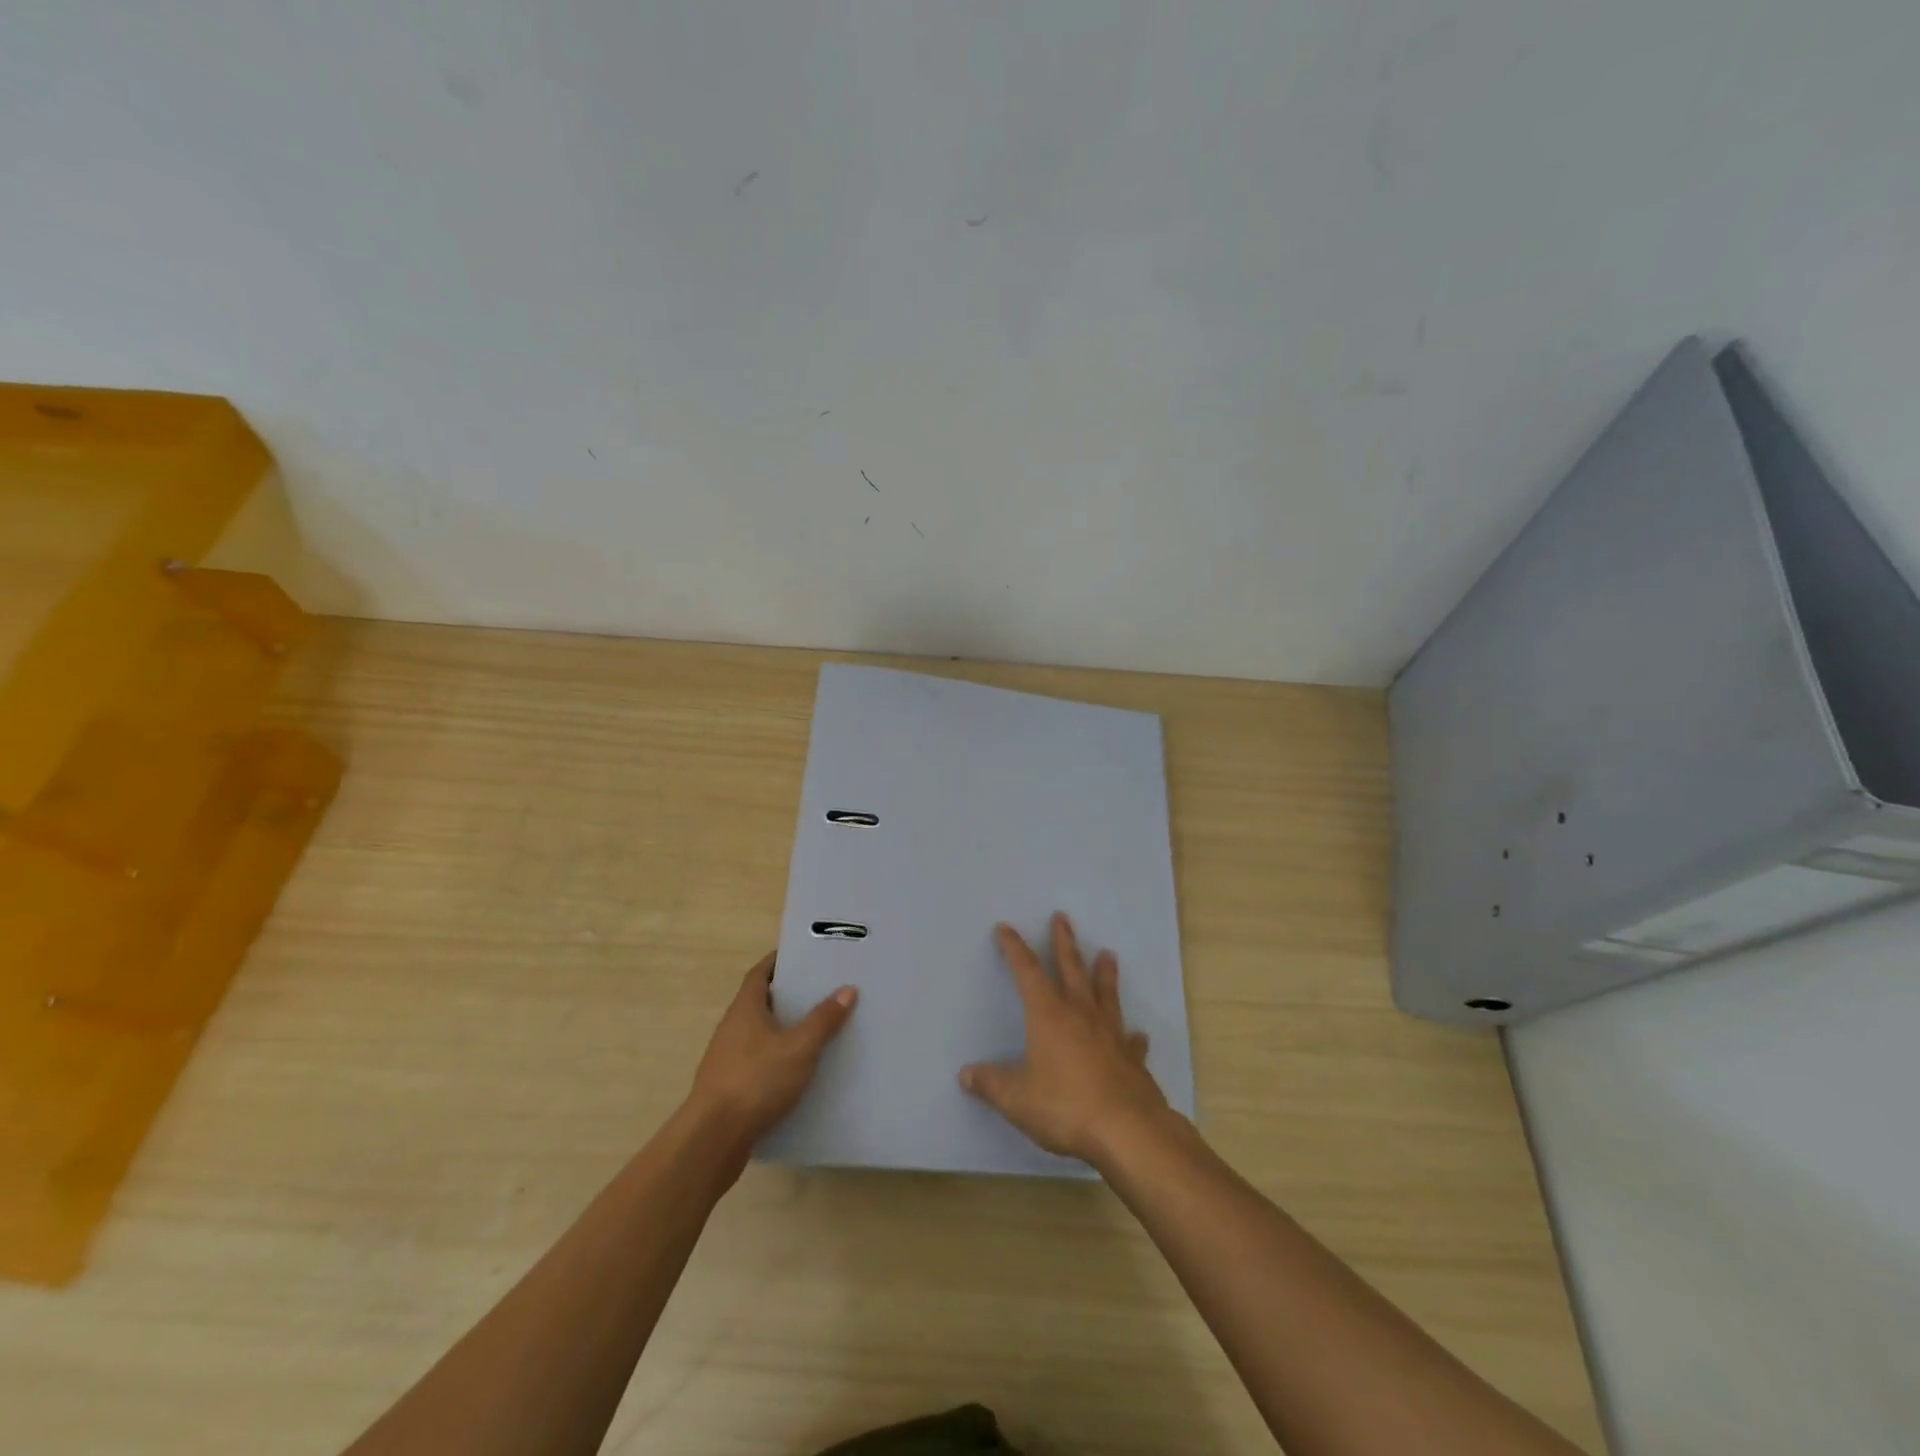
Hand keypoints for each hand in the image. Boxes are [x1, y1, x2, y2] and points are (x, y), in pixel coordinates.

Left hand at [687, 953, 856, 1142]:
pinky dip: (776, 1059)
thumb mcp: (799, 1047)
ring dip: (782, 1029)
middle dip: (786, 996)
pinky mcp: (729, 1088)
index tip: (801, 956)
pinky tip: (798, 1071)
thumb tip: (847, 989)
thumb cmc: (756, 1080)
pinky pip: (757, 1062)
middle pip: (759, 1002)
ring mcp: (727, 1059)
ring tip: (815, 1030)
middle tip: (818, 991)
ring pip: (758, 1034)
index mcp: (745, 1009)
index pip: (759, 974)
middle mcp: (732, 1028)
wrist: (714, 1138)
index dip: (777, 962)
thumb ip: (823, 1019)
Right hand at [959, 913, 1169, 1166]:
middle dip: (1064, 943)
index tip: (1006, 928)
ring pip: (1106, 994)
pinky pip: (1130, 1040)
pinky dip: (1131, 1035)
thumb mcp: (1017, 1099)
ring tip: (1108, 954)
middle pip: (1071, 969)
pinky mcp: (1132, 1059)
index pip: (1027, 972)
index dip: (1015, 948)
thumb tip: (966, 1074)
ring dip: (1105, 973)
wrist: (1127, 1131)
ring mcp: (1111, 1035)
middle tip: (1062, 917)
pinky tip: (1136, 1034)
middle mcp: (1081, 1015)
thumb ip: (991, 1084)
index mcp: (1049, 1015)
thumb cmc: (1065, 1107)